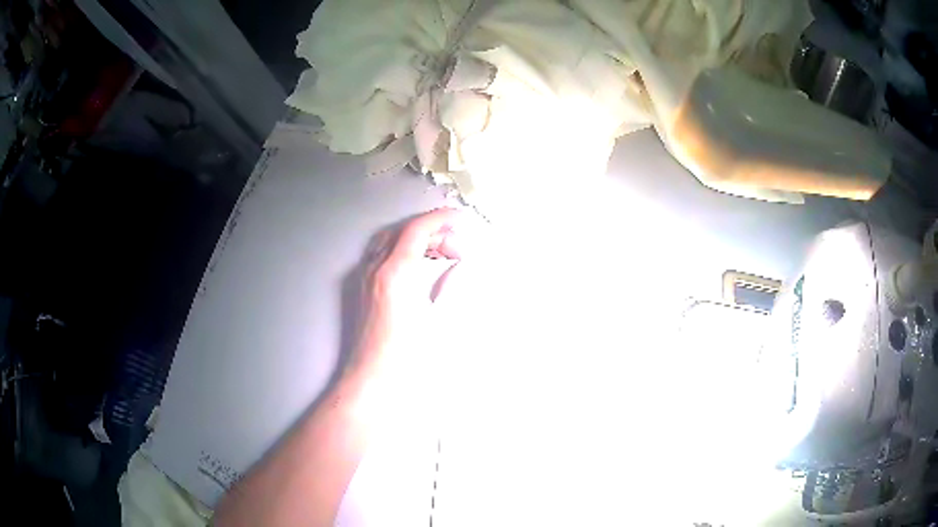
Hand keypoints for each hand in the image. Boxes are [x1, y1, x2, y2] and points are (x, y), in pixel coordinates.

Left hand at [350, 208, 473, 386]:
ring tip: (442, 255)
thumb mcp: (439, 318)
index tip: (462, 218)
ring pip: (390, 243)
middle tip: (457, 247)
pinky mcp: (363, 291)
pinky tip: (419, 269)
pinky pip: (382, 258)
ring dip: (416, 241)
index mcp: (395, 272)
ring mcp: (366, 279)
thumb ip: (451, 284)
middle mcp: (375, 269)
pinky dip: (403, 252)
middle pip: (403, 232)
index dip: (441, 219)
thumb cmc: (409, 356)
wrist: (373, 380)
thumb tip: (459, 263)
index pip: (418, 229)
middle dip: (432, 231)